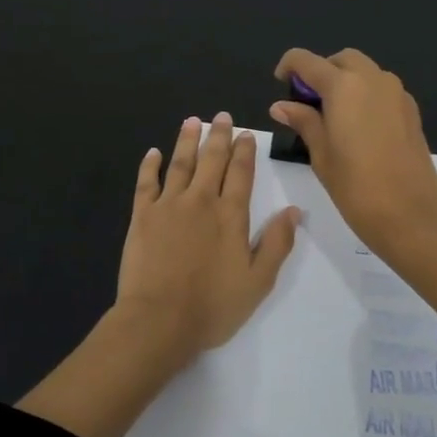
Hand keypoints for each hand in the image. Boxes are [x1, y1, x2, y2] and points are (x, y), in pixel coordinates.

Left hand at [117, 112, 302, 360]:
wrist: (159, 320)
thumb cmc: (213, 306)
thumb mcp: (258, 281)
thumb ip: (277, 243)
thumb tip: (294, 211)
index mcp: (231, 215)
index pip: (241, 173)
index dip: (244, 151)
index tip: (245, 134)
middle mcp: (201, 201)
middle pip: (211, 160)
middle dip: (218, 136)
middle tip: (221, 116)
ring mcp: (168, 206)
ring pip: (180, 164)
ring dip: (187, 140)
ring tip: (192, 121)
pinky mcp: (142, 216)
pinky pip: (146, 183)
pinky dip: (150, 165)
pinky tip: (153, 152)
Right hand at [269, 48, 436, 268]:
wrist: (410, 215)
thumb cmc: (356, 187)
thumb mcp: (321, 154)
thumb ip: (303, 121)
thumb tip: (281, 105)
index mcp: (344, 87)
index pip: (307, 61)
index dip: (289, 66)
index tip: (280, 82)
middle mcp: (373, 80)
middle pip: (342, 59)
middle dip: (322, 71)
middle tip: (307, 102)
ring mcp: (397, 94)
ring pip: (365, 71)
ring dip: (345, 81)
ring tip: (332, 116)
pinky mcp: (411, 111)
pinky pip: (382, 89)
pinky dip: (365, 95)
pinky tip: (358, 127)